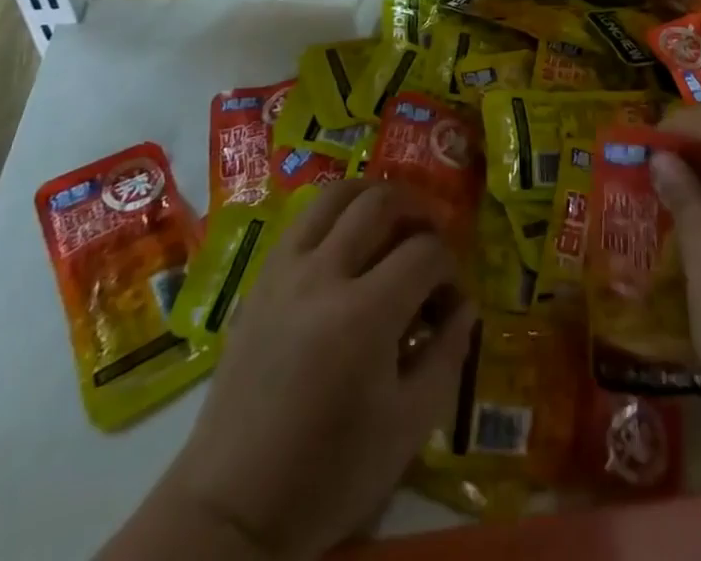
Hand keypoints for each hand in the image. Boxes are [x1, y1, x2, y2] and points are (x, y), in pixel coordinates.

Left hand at [110, 181, 473, 560]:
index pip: (425, 253)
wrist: (234, 505)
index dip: (451, 268)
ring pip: (336, 195)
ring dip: (373, 195)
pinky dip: (335, 213)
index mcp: (364, 316)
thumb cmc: (330, 473)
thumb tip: (465, 305)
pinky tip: (347, 240)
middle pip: (381, 203)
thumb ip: (447, 355)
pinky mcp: (260, 279)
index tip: (453, 300)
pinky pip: (303, 219)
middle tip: (433, 236)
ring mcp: (285, 271)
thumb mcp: (408, 427)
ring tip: (393, 219)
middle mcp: (322, 275)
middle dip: (418, 210)